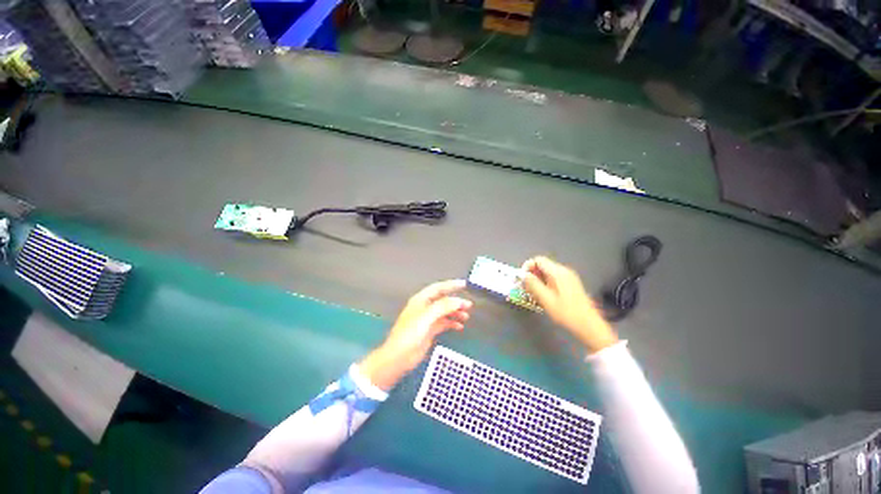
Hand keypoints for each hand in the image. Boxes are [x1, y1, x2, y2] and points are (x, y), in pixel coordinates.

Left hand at [359, 280, 472, 389]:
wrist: (399, 357)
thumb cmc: (408, 335)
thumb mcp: (426, 318)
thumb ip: (442, 307)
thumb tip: (457, 300)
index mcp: (421, 300)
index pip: (438, 288)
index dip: (451, 285)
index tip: (463, 284)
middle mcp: (425, 307)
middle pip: (443, 300)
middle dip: (456, 301)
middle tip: (468, 304)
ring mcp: (427, 319)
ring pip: (445, 311)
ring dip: (455, 312)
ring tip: (466, 316)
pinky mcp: (430, 330)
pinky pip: (444, 322)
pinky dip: (452, 322)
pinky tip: (459, 326)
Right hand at [521, 256, 617, 353]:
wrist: (589, 325)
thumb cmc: (566, 312)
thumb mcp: (546, 299)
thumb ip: (533, 284)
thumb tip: (523, 275)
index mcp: (558, 272)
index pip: (538, 260)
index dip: (527, 266)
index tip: (522, 279)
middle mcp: (564, 271)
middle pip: (543, 265)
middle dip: (532, 274)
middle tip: (526, 287)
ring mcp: (569, 277)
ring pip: (548, 272)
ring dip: (538, 280)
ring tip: (534, 293)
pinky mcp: (571, 284)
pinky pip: (554, 278)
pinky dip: (546, 283)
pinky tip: (544, 296)